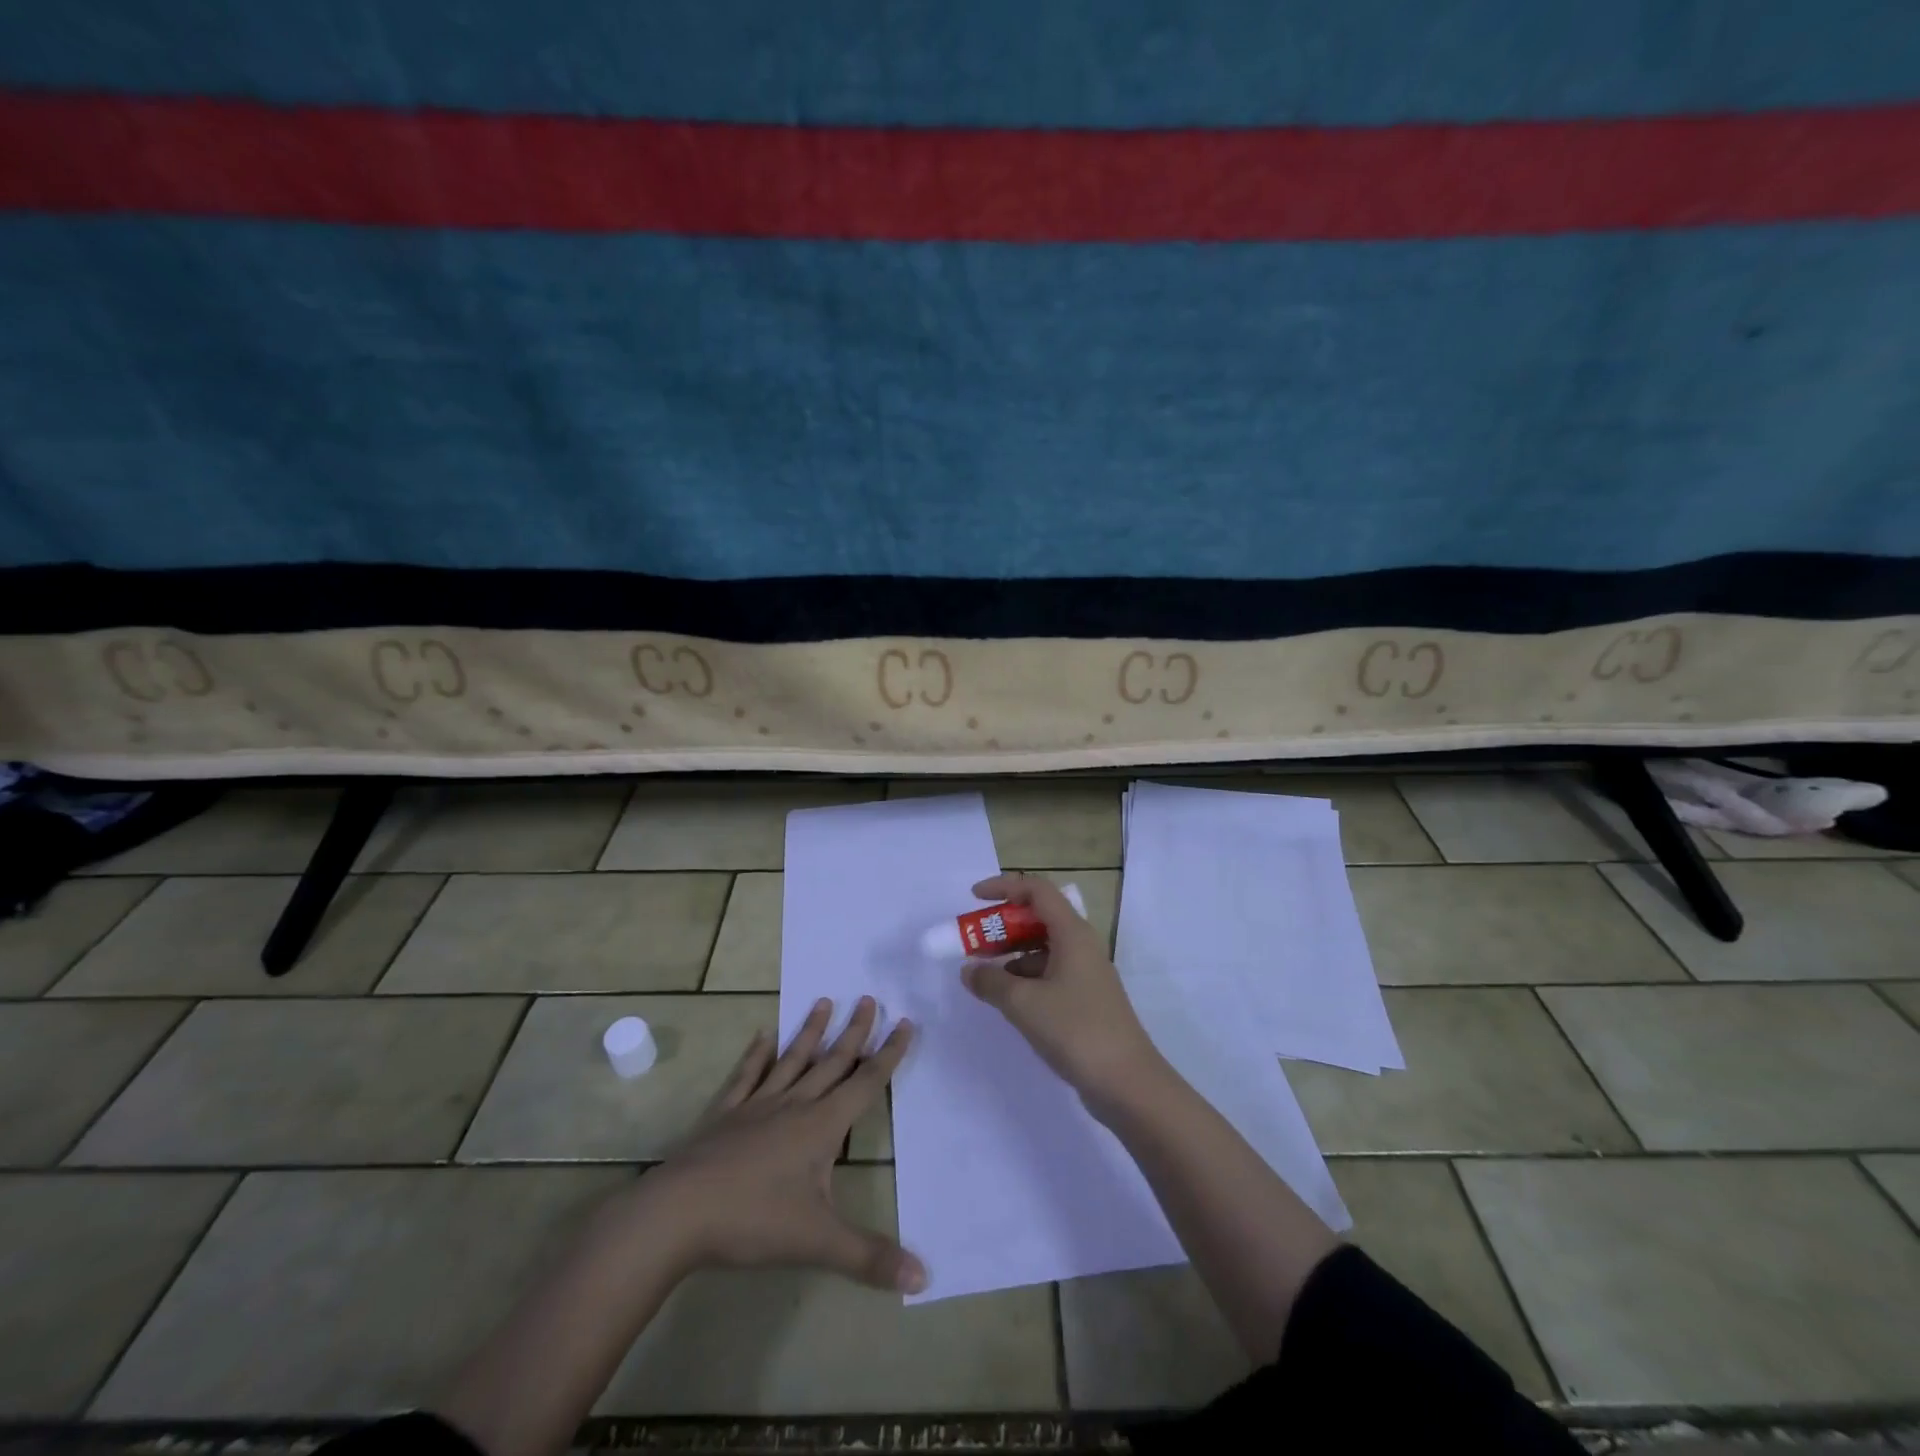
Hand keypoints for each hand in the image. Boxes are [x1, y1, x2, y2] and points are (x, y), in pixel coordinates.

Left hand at [640, 996, 926, 1293]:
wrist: (678, 1214)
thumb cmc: (753, 1222)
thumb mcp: (818, 1243)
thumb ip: (870, 1257)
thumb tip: (925, 1277)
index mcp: (822, 1126)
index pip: (865, 1082)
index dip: (889, 1054)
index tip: (905, 1022)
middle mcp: (794, 1105)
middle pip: (832, 1062)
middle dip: (855, 1032)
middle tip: (870, 998)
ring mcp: (756, 1105)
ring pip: (792, 1060)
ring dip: (811, 1032)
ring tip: (825, 1001)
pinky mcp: (724, 1114)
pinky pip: (746, 1076)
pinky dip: (756, 1055)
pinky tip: (762, 1035)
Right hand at [960, 873, 1164, 1113]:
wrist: (1128, 1083)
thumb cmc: (1076, 1030)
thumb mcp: (1024, 1003)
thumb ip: (991, 982)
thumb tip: (969, 971)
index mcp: (1072, 933)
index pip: (1037, 890)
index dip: (1004, 887)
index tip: (973, 899)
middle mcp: (1081, 945)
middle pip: (1039, 918)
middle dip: (1002, 926)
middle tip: (972, 943)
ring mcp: (1086, 973)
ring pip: (1043, 948)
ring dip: (1012, 955)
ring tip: (983, 976)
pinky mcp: (1086, 999)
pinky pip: (1050, 973)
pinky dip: (1025, 978)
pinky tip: (1008, 1001)